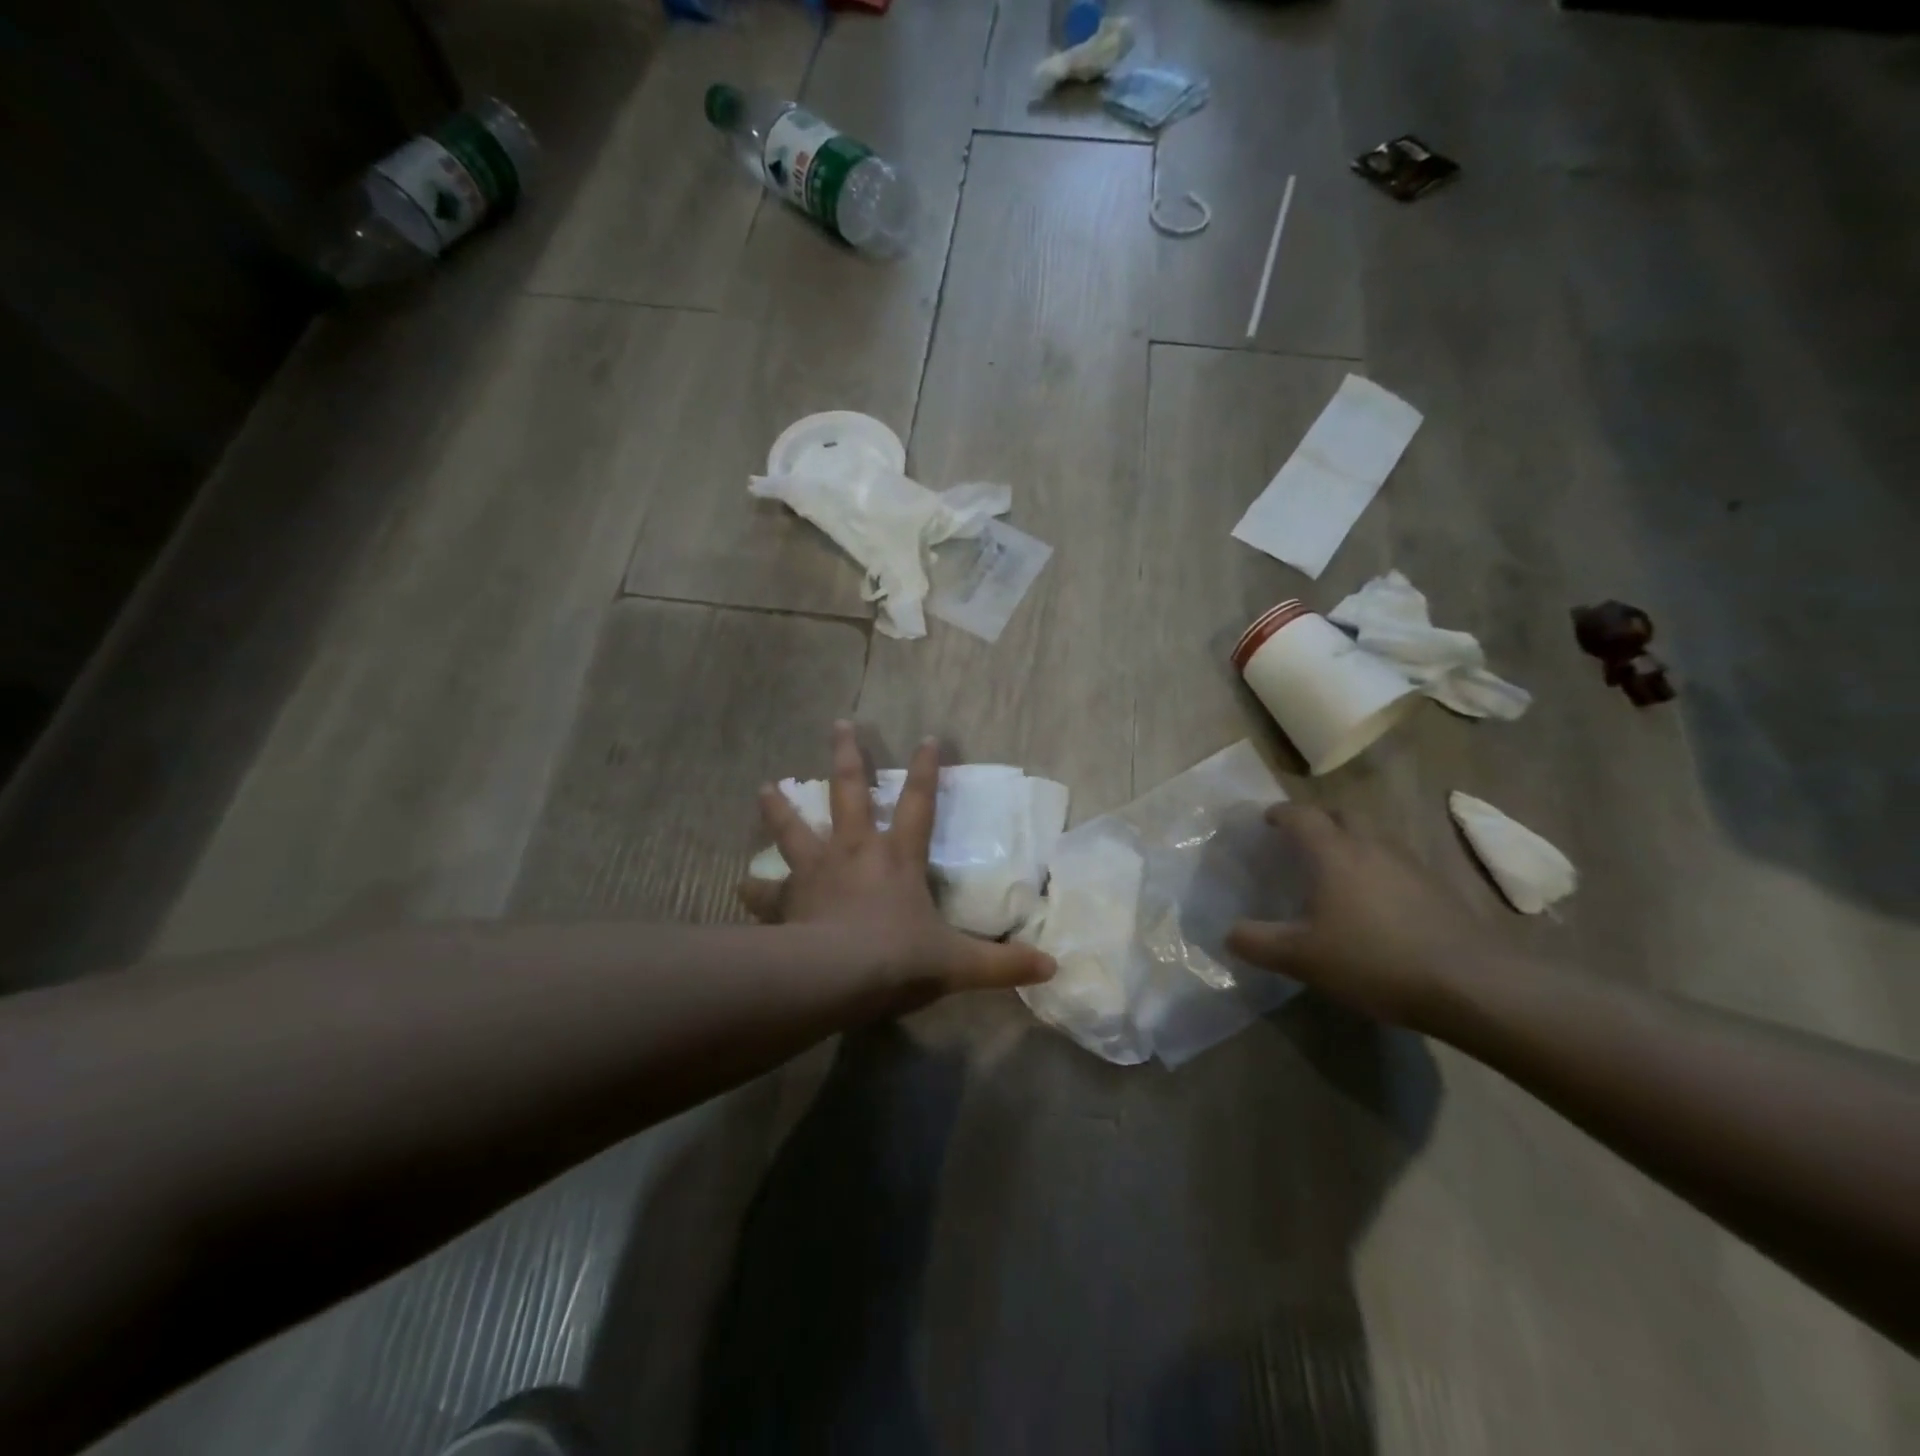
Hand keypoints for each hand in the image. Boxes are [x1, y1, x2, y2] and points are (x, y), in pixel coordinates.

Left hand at [738, 722, 1054, 1002]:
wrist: (834, 978)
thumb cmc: (898, 959)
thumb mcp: (958, 964)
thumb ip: (1003, 965)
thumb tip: (1052, 969)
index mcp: (897, 857)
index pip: (918, 802)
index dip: (925, 769)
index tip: (926, 736)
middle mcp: (854, 852)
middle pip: (848, 792)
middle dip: (847, 756)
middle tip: (839, 723)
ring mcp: (816, 872)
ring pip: (794, 828)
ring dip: (780, 807)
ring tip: (765, 786)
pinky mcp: (787, 900)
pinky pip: (765, 892)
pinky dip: (753, 888)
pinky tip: (739, 884)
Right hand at [1226, 804, 1509, 1032]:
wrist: (1470, 984)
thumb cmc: (1373, 960)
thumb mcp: (1301, 958)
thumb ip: (1257, 942)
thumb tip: (1228, 933)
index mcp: (1333, 852)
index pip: (1300, 815)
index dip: (1279, 814)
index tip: (1266, 821)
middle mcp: (1371, 845)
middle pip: (1341, 815)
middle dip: (1318, 821)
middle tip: (1300, 842)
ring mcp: (1410, 864)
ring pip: (1373, 837)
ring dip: (1351, 844)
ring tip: (1337, 873)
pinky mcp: (1438, 888)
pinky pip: (1396, 863)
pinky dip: (1378, 870)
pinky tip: (1376, 904)